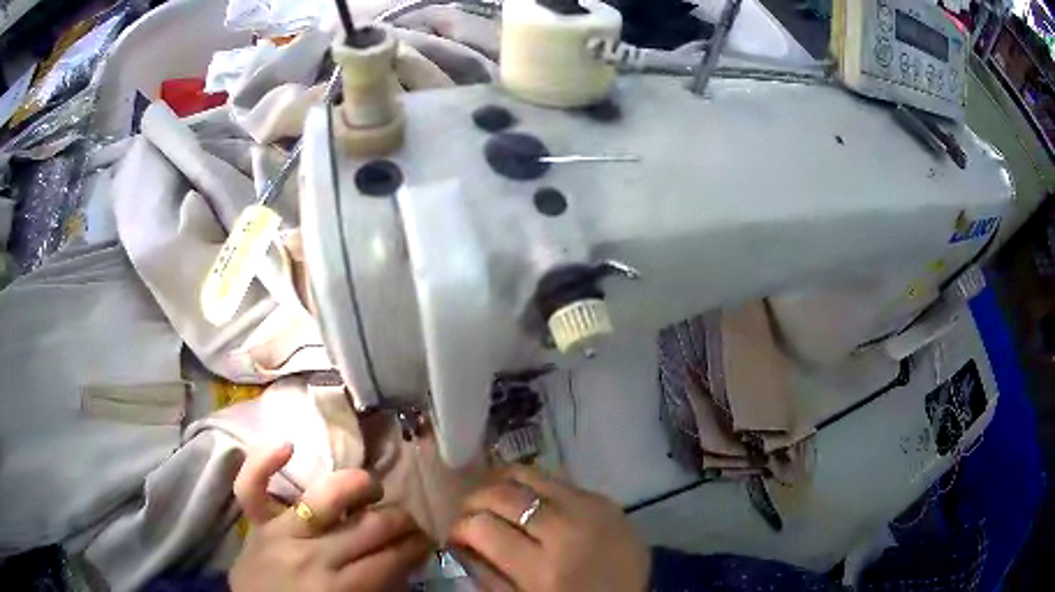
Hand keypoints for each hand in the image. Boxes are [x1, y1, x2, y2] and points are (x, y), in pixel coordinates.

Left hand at [229, 443, 432, 591]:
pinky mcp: (256, 522)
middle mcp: (313, 555)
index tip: (428, 542)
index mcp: (341, 588)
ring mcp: (281, 532)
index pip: (392, 559)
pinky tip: (288, 447)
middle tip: (411, 523)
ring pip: (328, 496)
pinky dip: (264, 462)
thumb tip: (405, 560)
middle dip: (401, 521)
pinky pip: (251, 486)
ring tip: (373, 490)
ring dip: (361, 486)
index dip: (417, 548)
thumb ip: (380, 587)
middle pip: (370, 526)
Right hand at [449, 465, 649, 591]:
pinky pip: (556, 480)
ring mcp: (589, 508)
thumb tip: (460, 543)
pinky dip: (533, 487)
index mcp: (543, 569)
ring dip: (500, 483)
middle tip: (469, 512)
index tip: (457, 534)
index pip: (482, 527)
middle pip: (503, 495)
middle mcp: (566, 531)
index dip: (459, 527)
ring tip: (492, 497)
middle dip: (474, 499)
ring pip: (528, 475)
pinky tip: (527, 499)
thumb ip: (487, 575)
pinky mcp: (604, 498)